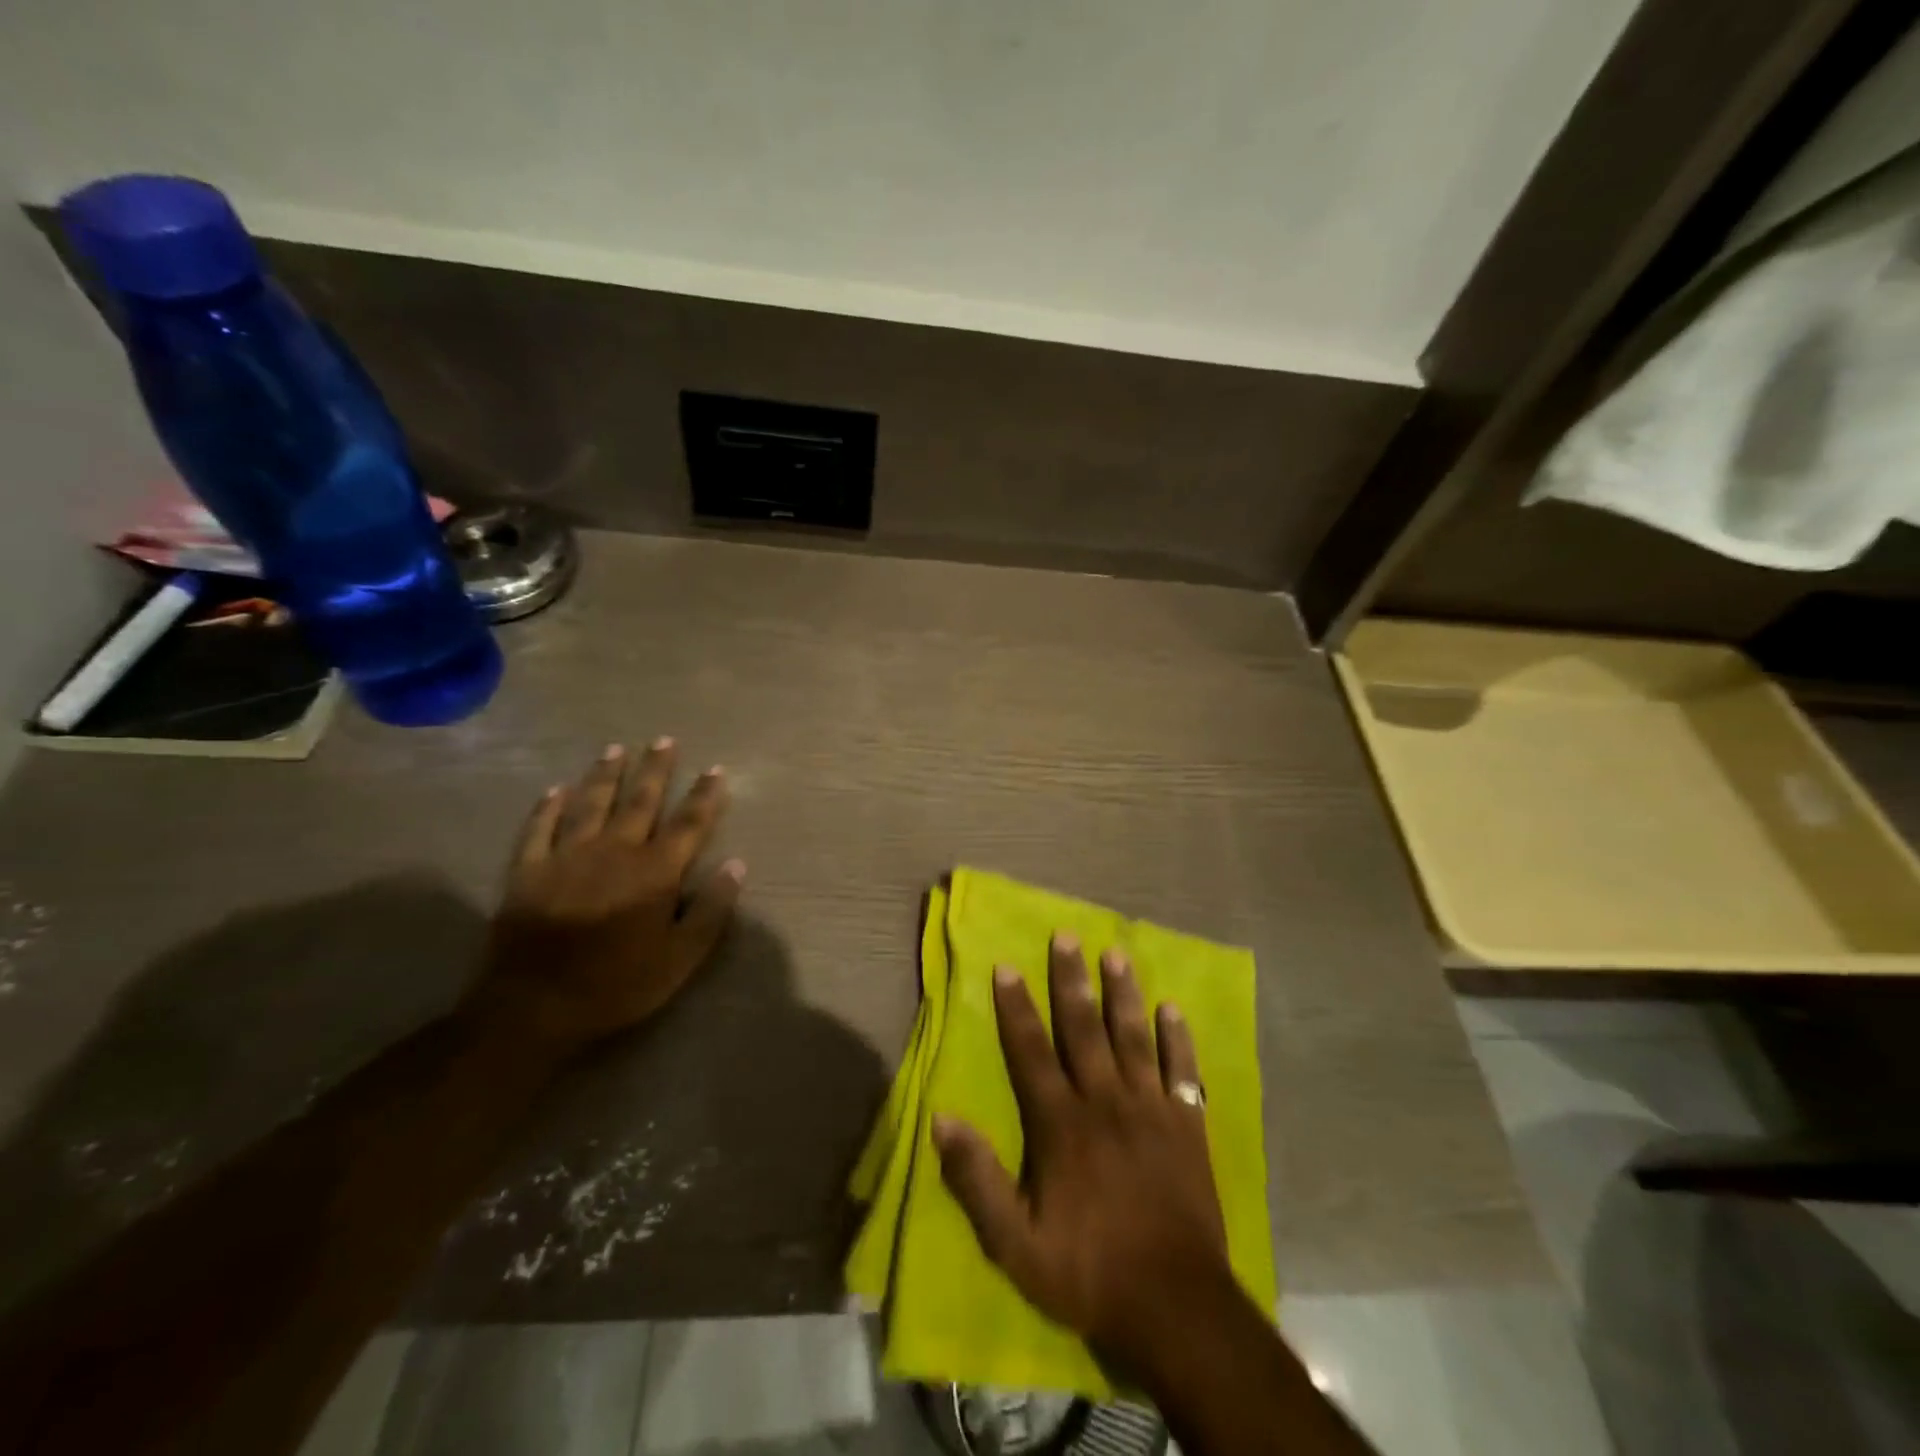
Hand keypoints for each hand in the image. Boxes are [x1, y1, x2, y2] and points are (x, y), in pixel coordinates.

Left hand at [469, 739, 743, 1054]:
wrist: (533, 1008)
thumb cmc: (617, 985)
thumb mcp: (680, 958)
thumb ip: (711, 910)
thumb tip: (737, 865)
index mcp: (654, 872)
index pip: (688, 824)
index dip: (704, 795)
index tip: (716, 769)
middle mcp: (614, 852)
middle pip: (640, 801)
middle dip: (655, 769)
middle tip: (663, 740)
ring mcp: (567, 857)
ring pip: (590, 804)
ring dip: (605, 775)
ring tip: (615, 749)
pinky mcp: (528, 872)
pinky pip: (538, 829)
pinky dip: (547, 808)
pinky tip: (555, 790)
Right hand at [934, 933, 1230, 1377]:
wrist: (1175, 1306)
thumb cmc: (1088, 1271)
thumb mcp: (1015, 1243)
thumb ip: (976, 1179)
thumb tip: (941, 1118)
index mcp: (1061, 1124)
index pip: (1031, 1052)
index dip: (1016, 1008)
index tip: (1006, 966)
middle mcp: (1105, 1102)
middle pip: (1084, 1029)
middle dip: (1071, 981)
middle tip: (1067, 936)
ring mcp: (1151, 1111)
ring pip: (1134, 1039)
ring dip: (1124, 995)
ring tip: (1117, 956)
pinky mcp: (1187, 1127)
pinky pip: (1183, 1073)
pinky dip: (1179, 1040)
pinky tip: (1174, 1010)